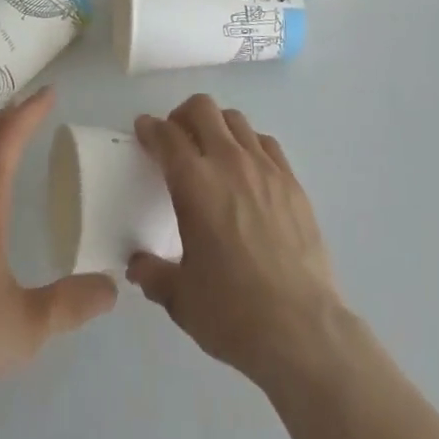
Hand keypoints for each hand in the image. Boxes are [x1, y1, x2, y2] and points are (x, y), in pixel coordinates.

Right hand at [128, 95, 344, 385]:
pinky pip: (266, 143)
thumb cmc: (233, 313)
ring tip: (212, 150)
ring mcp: (265, 168)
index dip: (150, 128)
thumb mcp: (181, 299)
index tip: (144, 131)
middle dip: (183, 115)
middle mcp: (228, 162)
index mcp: (194, 184)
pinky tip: (247, 169)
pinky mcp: (292, 182)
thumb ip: (154, 275)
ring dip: (216, 125)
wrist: (301, 330)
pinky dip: (249, 144)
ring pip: (236, 120)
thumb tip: (137, 265)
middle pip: (202, 109)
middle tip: (176, 138)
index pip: (166, 135)